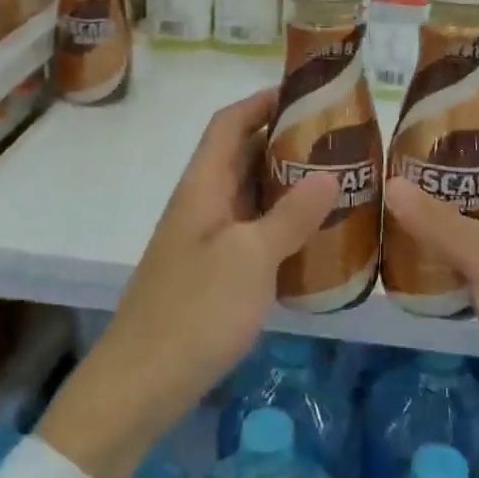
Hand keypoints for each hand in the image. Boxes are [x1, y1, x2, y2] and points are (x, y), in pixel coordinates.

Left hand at [38, 90, 338, 477]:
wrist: (141, 384)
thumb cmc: (195, 310)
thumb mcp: (251, 258)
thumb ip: (291, 214)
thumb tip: (330, 174)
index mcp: (202, 186)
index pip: (229, 123)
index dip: (262, 101)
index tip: (306, 93)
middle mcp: (201, 204)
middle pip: (240, 156)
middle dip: (284, 141)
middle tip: (337, 139)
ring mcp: (204, 241)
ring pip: (248, 196)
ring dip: (285, 184)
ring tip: (337, 181)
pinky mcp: (211, 274)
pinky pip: (251, 232)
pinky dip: (280, 224)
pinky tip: (314, 237)